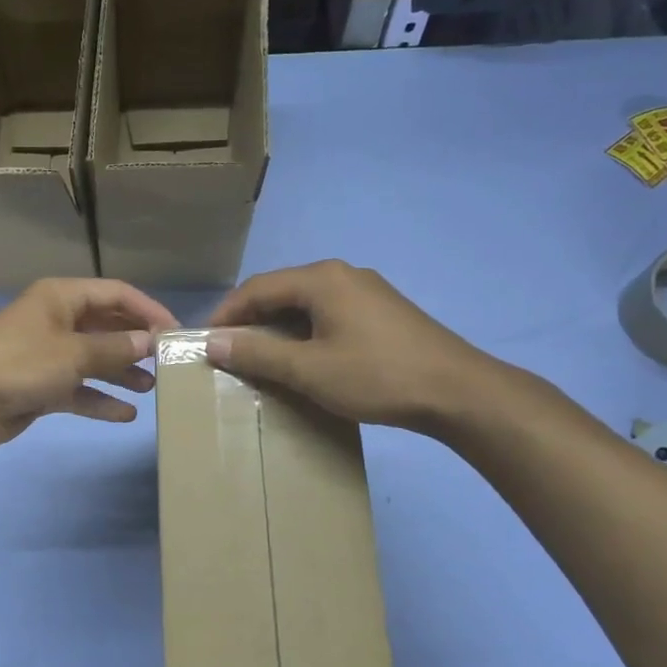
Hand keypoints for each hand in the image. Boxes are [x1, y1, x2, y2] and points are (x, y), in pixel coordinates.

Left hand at [0, 279, 180, 448]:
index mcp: (62, 298)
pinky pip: (79, 389)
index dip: (148, 310)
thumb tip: (151, 342)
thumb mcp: (74, 353)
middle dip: (137, 343)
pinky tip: (126, 414)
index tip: (176, 333)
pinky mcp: (41, 386)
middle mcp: (57, 321)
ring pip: (95, 359)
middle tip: (168, 363)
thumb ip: (115, 348)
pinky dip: (100, 399)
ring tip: (153, 388)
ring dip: (122, 372)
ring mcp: (48, 355)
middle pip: (107, 326)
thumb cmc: (21, 364)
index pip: (116, 294)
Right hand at [205, 261, 504, 434]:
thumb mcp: (309, 369)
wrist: (459, 393)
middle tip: (231, 352)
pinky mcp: (383, 312)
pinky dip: (306, 332)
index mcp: (321, 278)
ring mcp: (367, 291)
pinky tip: (305, 359)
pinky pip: (329, 313)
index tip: (207, 342)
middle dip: (251, 320)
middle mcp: (342, 274)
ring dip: (279, 328)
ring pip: (306, 303)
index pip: (257, 287)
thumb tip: (213, 342)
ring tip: (262, 359)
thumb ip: (258, 353)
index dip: (227, 314)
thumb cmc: (377, 376)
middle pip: (281, 291)